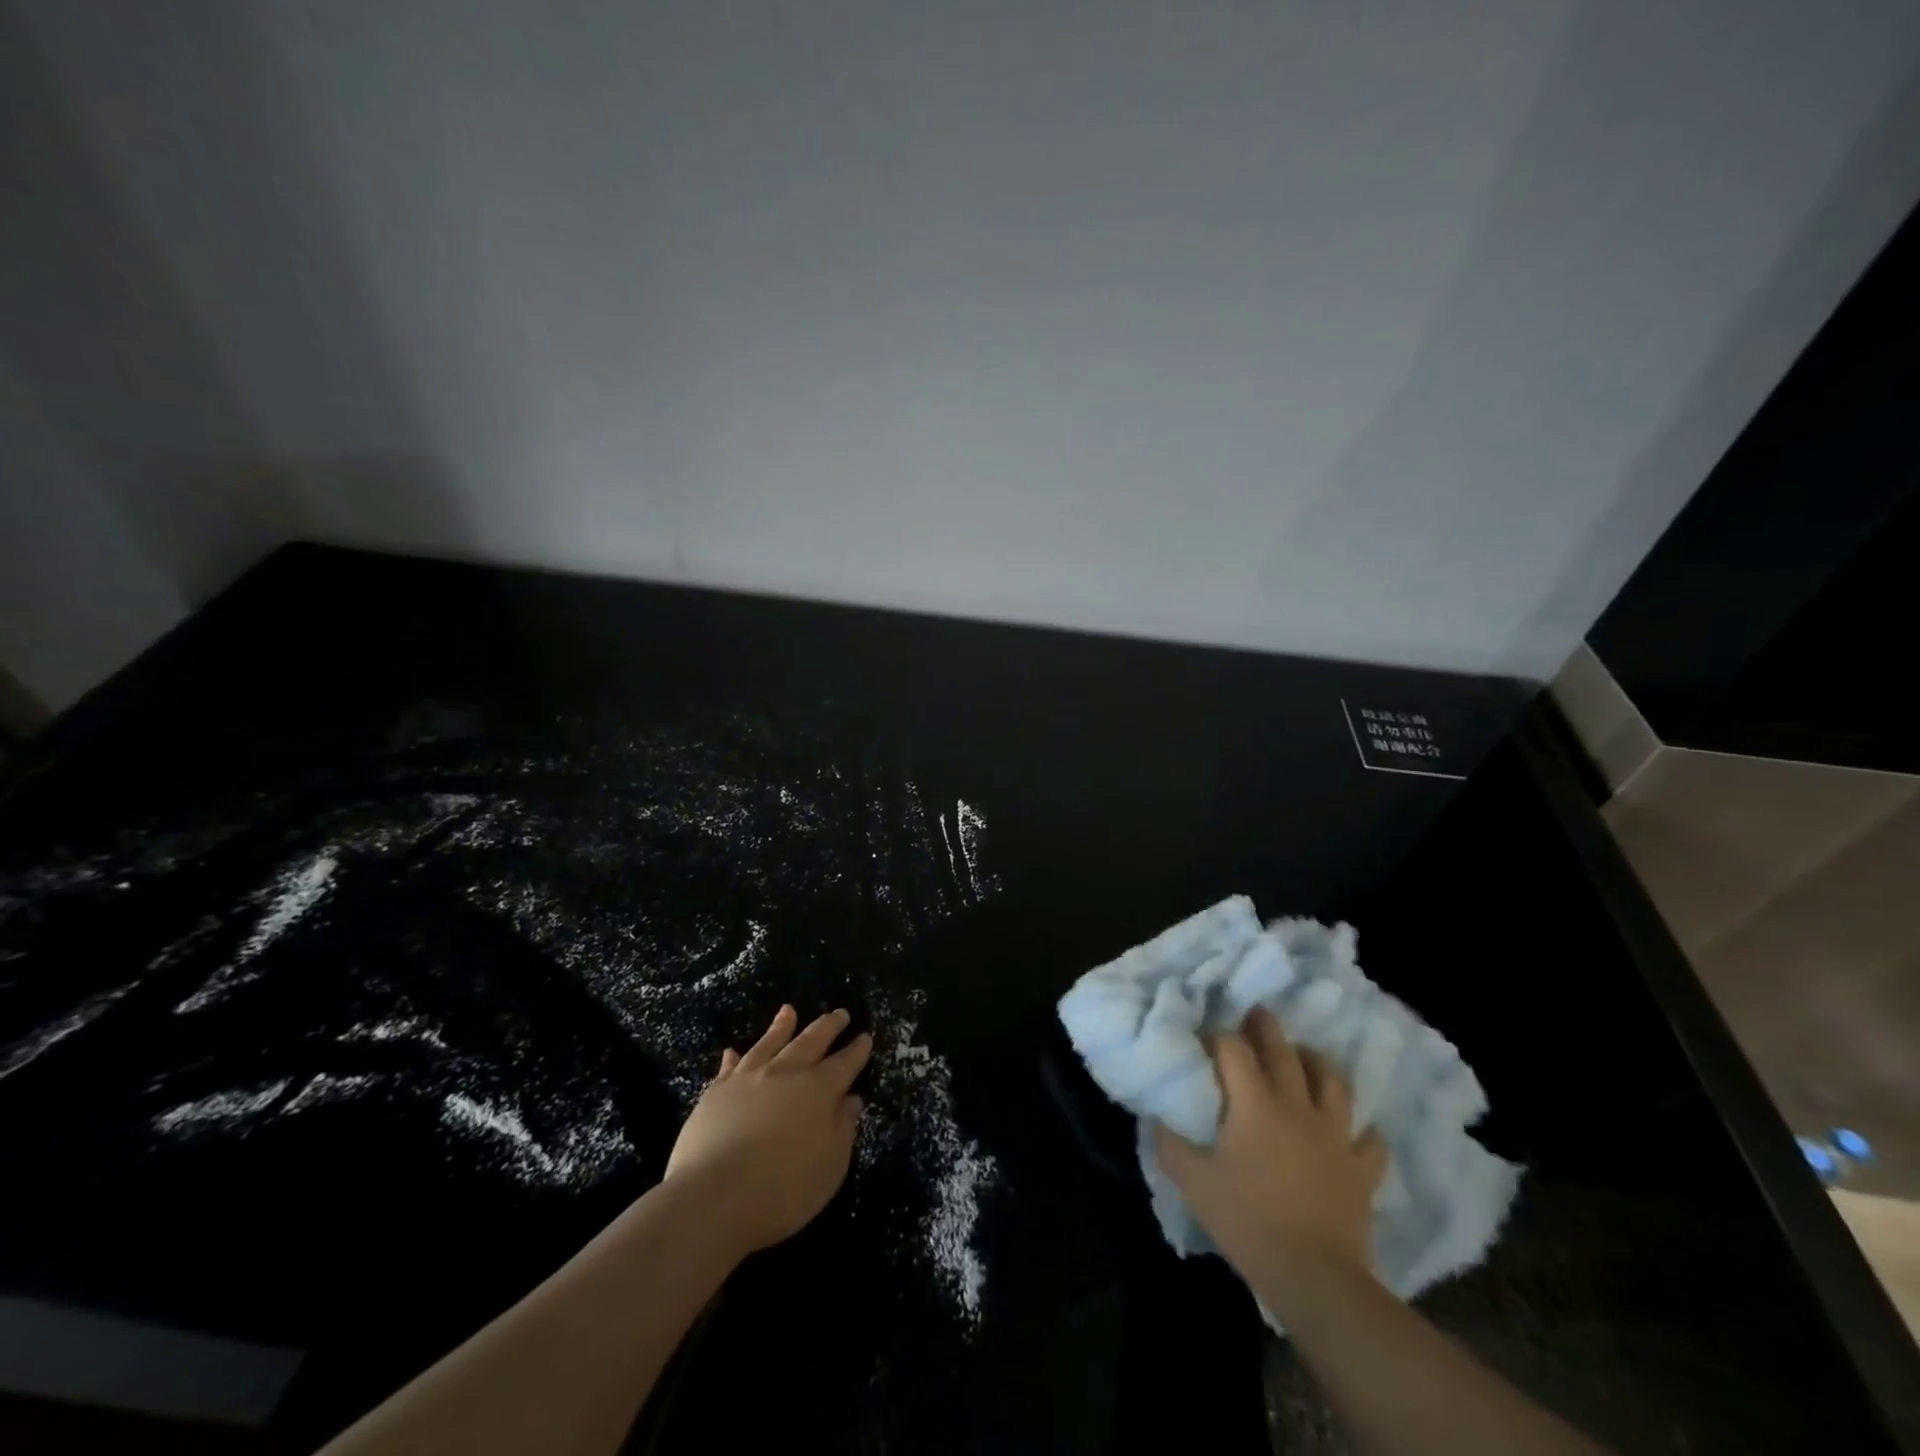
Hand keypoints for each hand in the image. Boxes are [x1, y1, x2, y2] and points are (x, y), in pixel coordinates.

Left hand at [663, 1005, 872, 1258]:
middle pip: (811, 1041)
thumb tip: (851, 1099)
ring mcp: (748, 1078)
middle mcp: (786, 1073)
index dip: (857, 1050)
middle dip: (828, 1026)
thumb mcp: (830, 1166)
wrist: (713, 1198)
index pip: (845, 1063)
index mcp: (819, 1090)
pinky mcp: (716, 1092)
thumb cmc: (783, 1190)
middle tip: (839, 1012)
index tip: (865, 1036)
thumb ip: (843, 1129)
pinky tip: (733, 1050)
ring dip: (782, 1027)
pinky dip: (734, 1057)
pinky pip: (729, 1067)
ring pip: (769, 1043)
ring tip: (789, 1010)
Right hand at [1154, 1009, 1387, 1299]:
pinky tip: (1354, 1129)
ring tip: (1305, 1056)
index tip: (1206, 1036)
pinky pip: (1370, 1140)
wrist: (1314, 1276)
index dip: (1218, 1036)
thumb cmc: (1248, 1221)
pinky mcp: (1361, 1169)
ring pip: (1333, 1082)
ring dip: (1317, 1062)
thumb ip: (1170, 1145)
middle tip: (1257, 1013)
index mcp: (1254, 1104)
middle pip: (1283, 1051)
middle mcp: (1297, 1106)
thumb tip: (1156, 1119)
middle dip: (1266, 1027)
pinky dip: (1363, 1130)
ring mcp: (1335, 1136)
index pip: (1233, 1049)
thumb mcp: (1193, 1183)